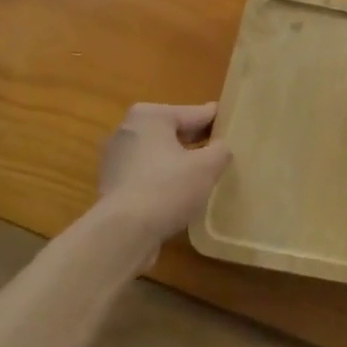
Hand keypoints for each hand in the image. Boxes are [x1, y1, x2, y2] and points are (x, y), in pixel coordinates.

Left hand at [96, 103, 230, 263]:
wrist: (122, 233)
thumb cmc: (167, 188)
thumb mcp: (207, 166)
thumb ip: (221, 150)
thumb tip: (220, 147)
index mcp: (150, 116)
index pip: (195, 113)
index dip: (218, 121)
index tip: (235, 125)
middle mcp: (128, 130)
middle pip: (174, 132)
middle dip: (197, 142)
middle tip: (224, 153)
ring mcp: (116, 159)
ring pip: (159, 155)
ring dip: (179, 163)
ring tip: (205, 177)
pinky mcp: (112, 186)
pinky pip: (147, 176)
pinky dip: (163, 181)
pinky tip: (181, 195)